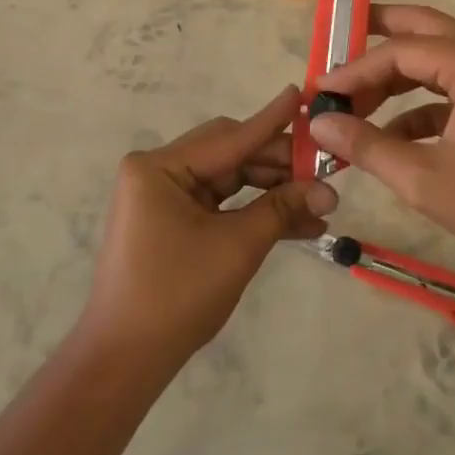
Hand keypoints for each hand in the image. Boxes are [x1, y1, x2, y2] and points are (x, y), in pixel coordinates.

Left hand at [78, 86, 337, 366]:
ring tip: (320, 202)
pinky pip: (221, 203)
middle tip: (325, 169)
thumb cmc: (176, 296)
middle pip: (230, 154)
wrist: (126, 360)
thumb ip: (282, 209)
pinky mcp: (172, 218)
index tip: (303, 94)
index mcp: (159, 167)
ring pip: (230, 179)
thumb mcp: (236, 247)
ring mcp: (163, 195)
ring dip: (272, 191)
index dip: (272, 121)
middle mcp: (158, 171)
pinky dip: (253, 211)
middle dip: (279, 164)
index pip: (229, 138)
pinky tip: (298, 222)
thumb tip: (328, 190)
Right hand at [308, 6, 454, 273]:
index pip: (400, 51)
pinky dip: (418, 104)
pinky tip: (389, 137)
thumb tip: (319, 124)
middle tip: (337, 38)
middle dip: (378, 33)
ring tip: (355, 100)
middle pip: (423, 29)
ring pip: (436, 58)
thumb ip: (366, 147)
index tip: (320, 91)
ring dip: (396, 76)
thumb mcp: (423, 179)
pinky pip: (450, 88)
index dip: (355, 70)